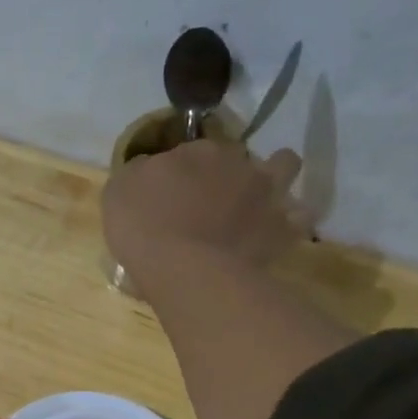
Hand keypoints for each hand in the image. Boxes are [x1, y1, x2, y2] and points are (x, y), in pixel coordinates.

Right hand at [102, 138, 304, 298]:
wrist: (185, 268)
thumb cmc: (144, 228)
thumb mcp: (119, 192)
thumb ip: (138, 173)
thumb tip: (149, 169)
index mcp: (196, 151)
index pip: (193, 149)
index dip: (183, 169)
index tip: (172, 191)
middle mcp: (236, 163)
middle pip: (239, 155)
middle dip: (229, 170)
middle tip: (212, 198)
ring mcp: (264, 193)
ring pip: (285, 166)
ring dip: (275, 177)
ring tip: (259, 200)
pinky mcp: (282, 228)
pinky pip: (299, 218)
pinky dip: (290, 222)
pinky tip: (276, 233)